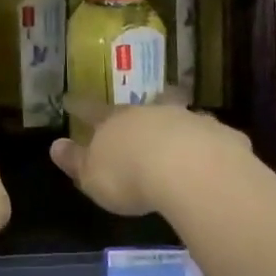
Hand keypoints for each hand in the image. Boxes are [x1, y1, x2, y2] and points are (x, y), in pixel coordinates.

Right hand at [50, 90, 251, 216]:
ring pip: (182, 115)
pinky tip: (218, 156)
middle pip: (145, 105)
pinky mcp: (221, 137)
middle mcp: (152, 113)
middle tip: (148, 101)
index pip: (92, 110)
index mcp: (116, 122)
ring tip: (183, 129)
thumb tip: (54, 145)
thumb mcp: (93, 176)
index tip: (70, 99)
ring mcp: (188, 120)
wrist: (188, 171)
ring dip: (180, 122)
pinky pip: (214, 138)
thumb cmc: (130, 176)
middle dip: (144, 106)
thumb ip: (76, 161)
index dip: (80, 106)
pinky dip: (212, 144)